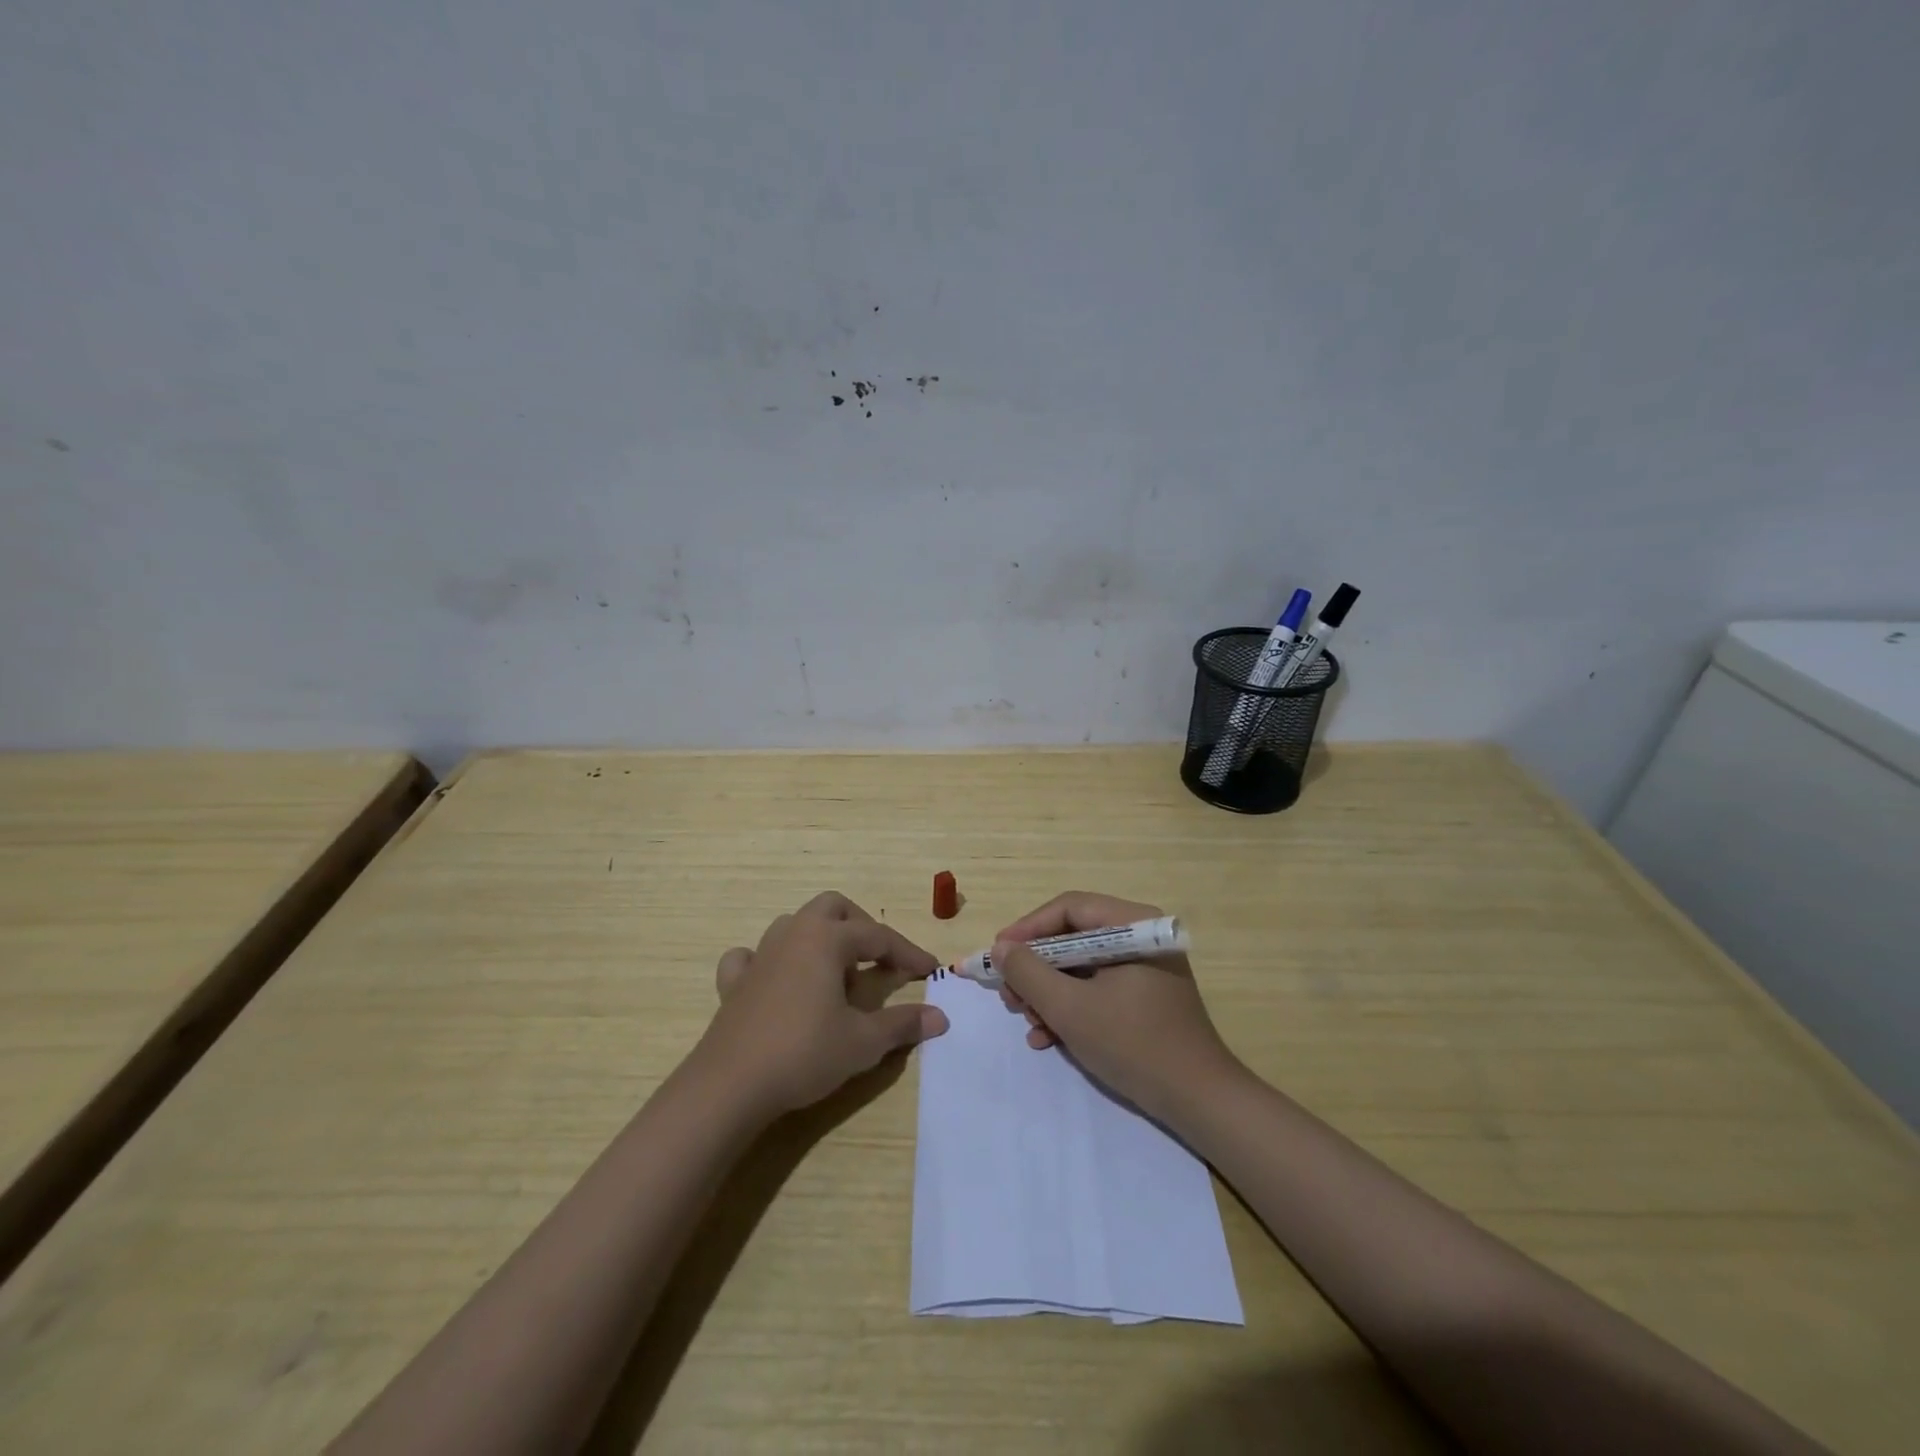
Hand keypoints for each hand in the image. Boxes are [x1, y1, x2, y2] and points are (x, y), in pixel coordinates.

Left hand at [699, 891, 947, 1117]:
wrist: (730, 1085)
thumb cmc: (804, 1053)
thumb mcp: (863, 1042)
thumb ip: (902, 1024)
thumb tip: (940, 1017)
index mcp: (826, 939)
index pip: (878, 936)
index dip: (908, 953)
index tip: (930, 971)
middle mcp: (793, 934)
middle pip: (833, 908)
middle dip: (861, 926)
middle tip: (879, 959)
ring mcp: (759, 955)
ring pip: (794, 925)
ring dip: (820, 939)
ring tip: (836, 974)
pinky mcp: (734, 983)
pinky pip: (751, 956)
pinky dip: (770, 961)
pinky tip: (777, 981)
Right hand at [995, 891, 1240, 1120]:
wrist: (1198, 1101)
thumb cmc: (1133, 1044)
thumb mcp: (1069, 1007)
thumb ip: (1028, 972)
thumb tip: (1001, 948)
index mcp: (1132, 925)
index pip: (1068, 909)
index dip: (1027, 929)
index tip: (997, 954)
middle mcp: (1139, 937)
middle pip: (1072, 938)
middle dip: (1036, 969)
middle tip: (1010, 996)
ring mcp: (1143, 968)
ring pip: (1080, 967)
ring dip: (1048, 993)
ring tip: (1029, 1023)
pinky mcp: (1143, 997)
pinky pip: (1096, 989)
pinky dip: (1070, 1008)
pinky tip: (1048, 1038)